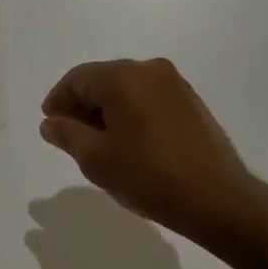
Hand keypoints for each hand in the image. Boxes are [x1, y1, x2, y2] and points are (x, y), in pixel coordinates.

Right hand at [39, 58, 267, 243]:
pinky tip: (128, 143)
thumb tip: (50, 123)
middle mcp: (150, 70)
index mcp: (124, 76)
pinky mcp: (191, 102)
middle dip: (82, 105)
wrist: (217, 198)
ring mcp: (175, 84)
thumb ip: (68, 135)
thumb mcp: (97, 160)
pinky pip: (149, 98)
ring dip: (107, 110)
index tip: (49, 124)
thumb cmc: (149, 176)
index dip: (59, 99)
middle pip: (104, 79)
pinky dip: (131, 113)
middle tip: (69, 136)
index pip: (79, 78)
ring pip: (128, 89)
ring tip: (97, 144)